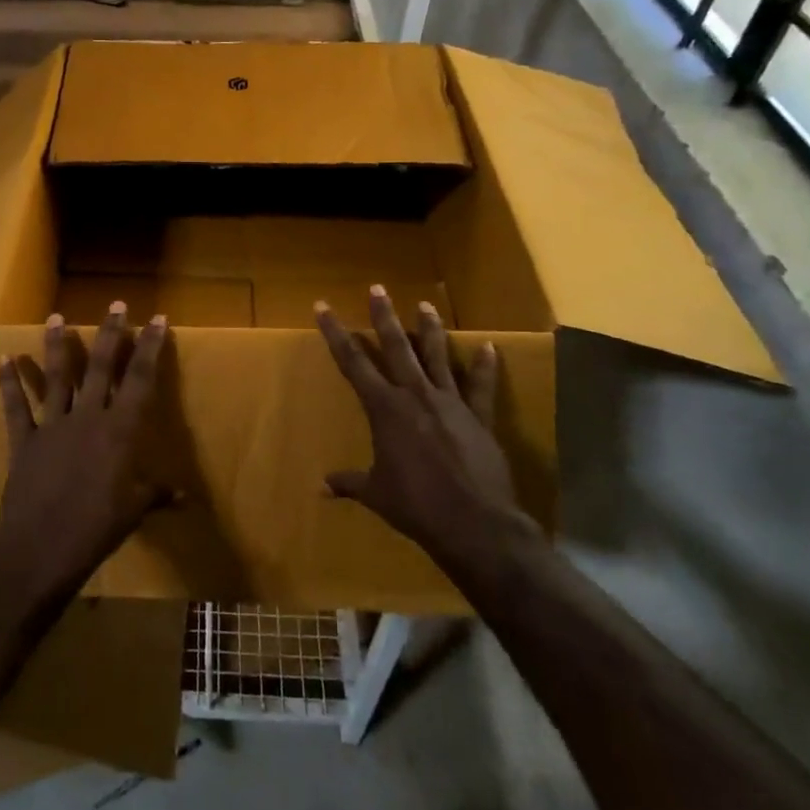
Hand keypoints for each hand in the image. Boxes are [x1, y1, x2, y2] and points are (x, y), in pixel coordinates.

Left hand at [0, 302, 168, 602]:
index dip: (151, 348)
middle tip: (116, 305)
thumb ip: (156, 494)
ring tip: (57, 317)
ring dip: (58, 346)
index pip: (140, 380)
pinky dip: (8, 383)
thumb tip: (185, 496)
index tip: (158, 319)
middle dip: (111, 334)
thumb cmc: (96, 530)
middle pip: (101, 367)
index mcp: (119, 431)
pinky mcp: (25, 441)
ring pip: (57, 377)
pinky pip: (16, 406)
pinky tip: (3, 358)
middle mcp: (87, 418)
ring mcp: (52, 426)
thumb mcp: (133, 511)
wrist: (40, 550)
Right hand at [315, 286, 538, 568]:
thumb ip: (349, 483)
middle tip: (377, 288)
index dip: (335, 333)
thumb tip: (320, 488)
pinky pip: (481, 386)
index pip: (352, 362)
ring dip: (430, 330)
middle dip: (383, 316)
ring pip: (437, 356)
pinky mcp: (479, 417)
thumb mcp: (376, 493)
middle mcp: (415, 395)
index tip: (324, 307)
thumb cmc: (415, 505)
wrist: (474, 522)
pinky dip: (484, 367)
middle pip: (396, 347)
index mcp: (384, 409)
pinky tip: (489, 348)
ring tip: (426, 304)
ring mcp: (450, 402)